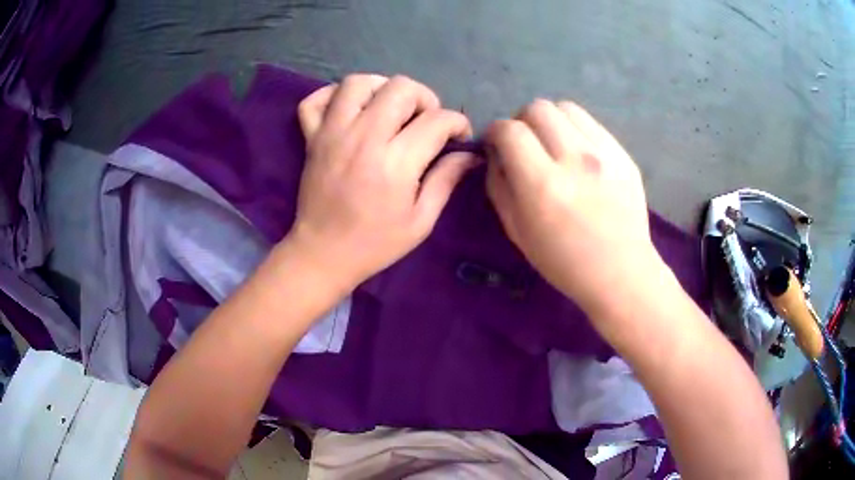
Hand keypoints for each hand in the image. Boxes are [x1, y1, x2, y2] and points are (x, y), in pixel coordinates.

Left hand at [286, 74, 476, 292]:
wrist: (322, 254)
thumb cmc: (375, 244)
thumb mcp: (421, 221)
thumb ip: (446, 180)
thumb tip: (470, 155)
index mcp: (395, 163)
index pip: (437, 120)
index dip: (457, 123)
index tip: (458, 137)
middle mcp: (363, 138)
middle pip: (401, 88)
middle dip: (425, 99)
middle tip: (425, 122)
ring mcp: (332, 133)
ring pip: (358, 82)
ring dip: (381, 88)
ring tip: (389, 110)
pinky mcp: (310, 137)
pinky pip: (316, 99)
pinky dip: (334, 96)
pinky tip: (350, 111)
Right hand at [486, 99, 663, 314]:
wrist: (620, 272)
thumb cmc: (563, 261)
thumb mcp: (516, 230)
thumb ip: (498, 184)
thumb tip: (495, 152)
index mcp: (543, 185)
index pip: (509, 130)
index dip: (495, 131)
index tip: (496, 144)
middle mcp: (575, 160)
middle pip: (537, 108)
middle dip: (522, 121)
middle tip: (525, 144)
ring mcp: (604, 154)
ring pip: (565, 107)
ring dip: (550, 121)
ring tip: (552, 144)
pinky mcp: (623, 154)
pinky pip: (590, 122)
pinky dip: (574, 129)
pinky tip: (577, 153)